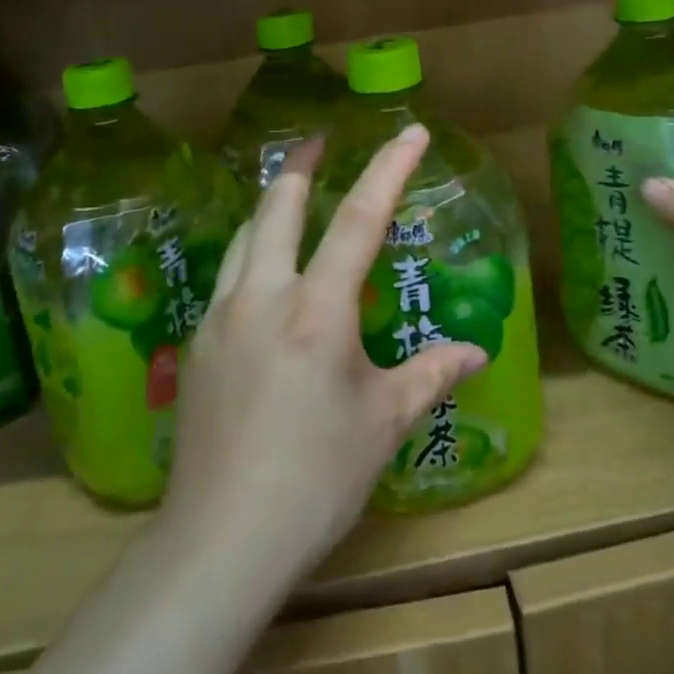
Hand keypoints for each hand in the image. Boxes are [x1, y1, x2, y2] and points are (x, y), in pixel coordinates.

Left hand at [165, 129, 487, 579]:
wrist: (220, 541)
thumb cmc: (315, 479)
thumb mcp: (384, 424)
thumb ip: (430, 375)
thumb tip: (476, 351)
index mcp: (317, 311)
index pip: (359, 219)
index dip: (388, 169)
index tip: (410, 132)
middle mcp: (263, 298)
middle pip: (278, 206)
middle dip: (300, 165)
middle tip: (318, 143)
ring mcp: (221, 318)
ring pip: (244, 236)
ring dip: (270, 205)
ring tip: (289, 194)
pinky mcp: (196, 346)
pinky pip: (227, 277)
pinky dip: (251, 253)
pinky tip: (262, 276)